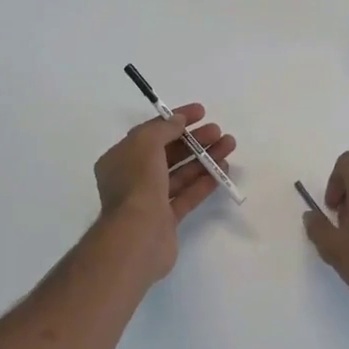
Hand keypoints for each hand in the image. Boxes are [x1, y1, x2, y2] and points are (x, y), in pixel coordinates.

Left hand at [93, 104, 237, 285]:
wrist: (138, 236)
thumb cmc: (137, 184)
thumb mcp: (146, 144)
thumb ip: (164, 129)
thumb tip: (178, 121)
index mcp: (120, 159)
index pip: (150, 132)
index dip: (175, 120)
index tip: (201, 112)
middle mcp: (132, 178)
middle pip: (168, 153)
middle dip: (194, 140)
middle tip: (218, 131)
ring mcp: (149, 200)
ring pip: (180, 173)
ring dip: (204, 159)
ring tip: (228, 146)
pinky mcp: (166, 219)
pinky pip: (187, 195)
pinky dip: (204, 182)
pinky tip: (222, 171)